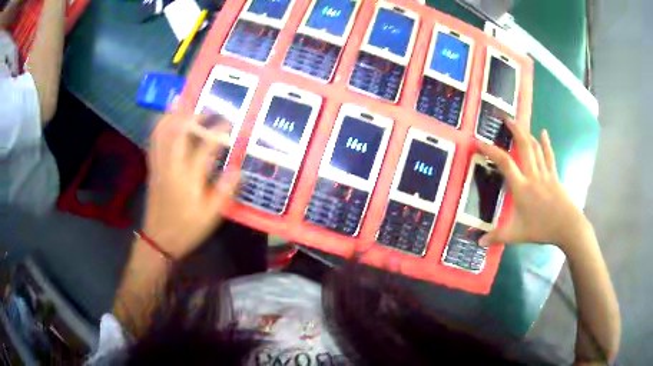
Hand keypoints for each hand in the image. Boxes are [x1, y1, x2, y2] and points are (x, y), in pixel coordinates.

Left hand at [142, 113, 238, 258]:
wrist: (159, 240)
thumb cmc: (186, 229)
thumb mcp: (210, 217)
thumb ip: (224, 192)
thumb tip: (237, 169)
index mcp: (188, 179)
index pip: (204, 148)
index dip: (217, 132)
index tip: (228, 123)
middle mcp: (171, 167)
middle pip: (178, 133)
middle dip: (193, 117)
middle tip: (207, 110)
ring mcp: (159, 166)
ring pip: (161, 134)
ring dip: (171, 115)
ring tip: (180, 102)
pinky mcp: (152, 169)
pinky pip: (152, 142)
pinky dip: (158, 126)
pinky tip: (163, 119)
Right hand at [477, 119, 589, 249]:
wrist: (567, 226)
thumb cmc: (542, 229)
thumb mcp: (516, 235)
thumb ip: (497, 237)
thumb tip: (477, 243)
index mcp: (521, 187)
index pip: (504, 163)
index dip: (491, 151)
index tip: (480, 142)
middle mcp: (532, 175)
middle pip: (523, 146)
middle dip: (514, 130)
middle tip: (505, 118)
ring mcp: (545, 173)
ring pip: (535, 148)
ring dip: (527, 134)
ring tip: (519, 123)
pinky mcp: (554, 176)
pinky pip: (549, 156)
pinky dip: (546, 143)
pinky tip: (544, 133)